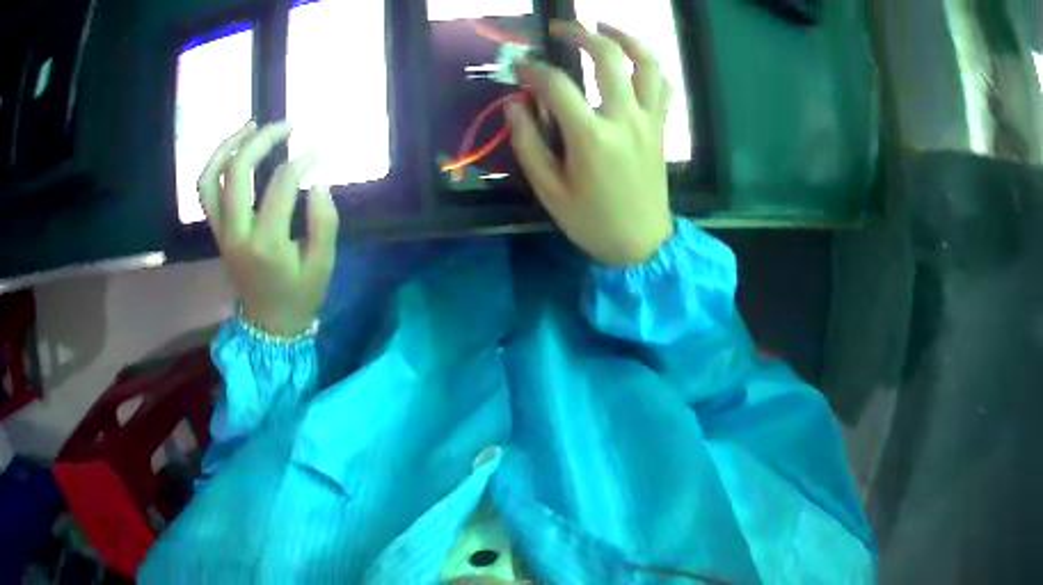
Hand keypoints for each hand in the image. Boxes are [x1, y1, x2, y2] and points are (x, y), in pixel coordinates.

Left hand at [198, 121, 339, 335]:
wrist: (268, 325)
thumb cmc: (299, 295)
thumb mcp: (324, 265)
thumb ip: (324, 222)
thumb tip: (318, 182)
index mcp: (266, 243)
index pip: (280, 185)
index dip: (302, 161)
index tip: (318, 154)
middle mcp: (237, 233)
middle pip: (238, 171)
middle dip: (263, 140)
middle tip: (287, 125)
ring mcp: (221, 231)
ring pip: (211, 178)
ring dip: (229, 146)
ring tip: (252, 125)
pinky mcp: (217, 231)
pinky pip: (206, 191)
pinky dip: (215, 165)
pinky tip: (234, 149)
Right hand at [507, 21, 673, 266]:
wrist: (642, 244)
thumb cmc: (592, 221)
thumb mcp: (549, 190)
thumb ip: (528, 142)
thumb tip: (515, 104)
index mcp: (591, 136)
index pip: (557, 84)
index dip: (532, 69)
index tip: (519, 68)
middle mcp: (625, 118)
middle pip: (608, 57)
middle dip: (581, 33)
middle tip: (561, 29)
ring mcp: (649, 120)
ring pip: (647, 63)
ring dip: (626, 38)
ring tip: (604, 27)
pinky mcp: (661, 127)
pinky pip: (664, 86)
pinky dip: (650, 66)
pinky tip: (634, 61)